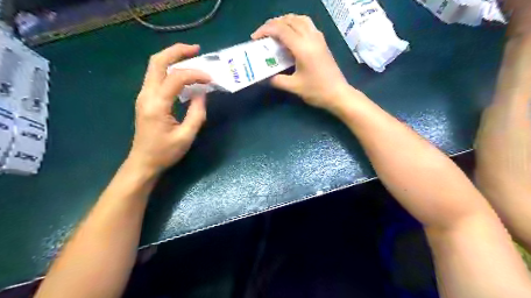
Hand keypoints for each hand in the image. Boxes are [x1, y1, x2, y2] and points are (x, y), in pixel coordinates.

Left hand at [129, 43, 210, 175]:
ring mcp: (143, 95)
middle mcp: (146, 95)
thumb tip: (202, 94)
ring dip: (173, 58)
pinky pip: (157, 76)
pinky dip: (171, 69)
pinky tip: (184, 74)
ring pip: (155, 66)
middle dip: (177, 51)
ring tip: (192, 57)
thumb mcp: (186, 136)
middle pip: (157, 62)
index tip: (211, 79)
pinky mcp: (146, 99)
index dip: (195, 74)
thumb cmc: (165, 153)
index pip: (175, 78)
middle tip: (196, 49)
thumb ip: (196, 113)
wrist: (143, 162)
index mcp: (156, 105)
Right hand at [252, 14, 351, 111]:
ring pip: (300, 19)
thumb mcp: (294, 87)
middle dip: (273, 24)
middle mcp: (311, 38)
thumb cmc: (317, 91)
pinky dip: (295, 24)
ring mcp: (318, 38)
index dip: (265, 30)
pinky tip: (291, 34)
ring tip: (275, 31)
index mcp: (302, 47)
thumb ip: (277, 80)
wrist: (338, 93)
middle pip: (289, 20)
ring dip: (285, 21)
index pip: (281, 30)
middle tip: (262, 34)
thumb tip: (264, 78)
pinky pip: (307, 24)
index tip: (255, 38)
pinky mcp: (322, 42)